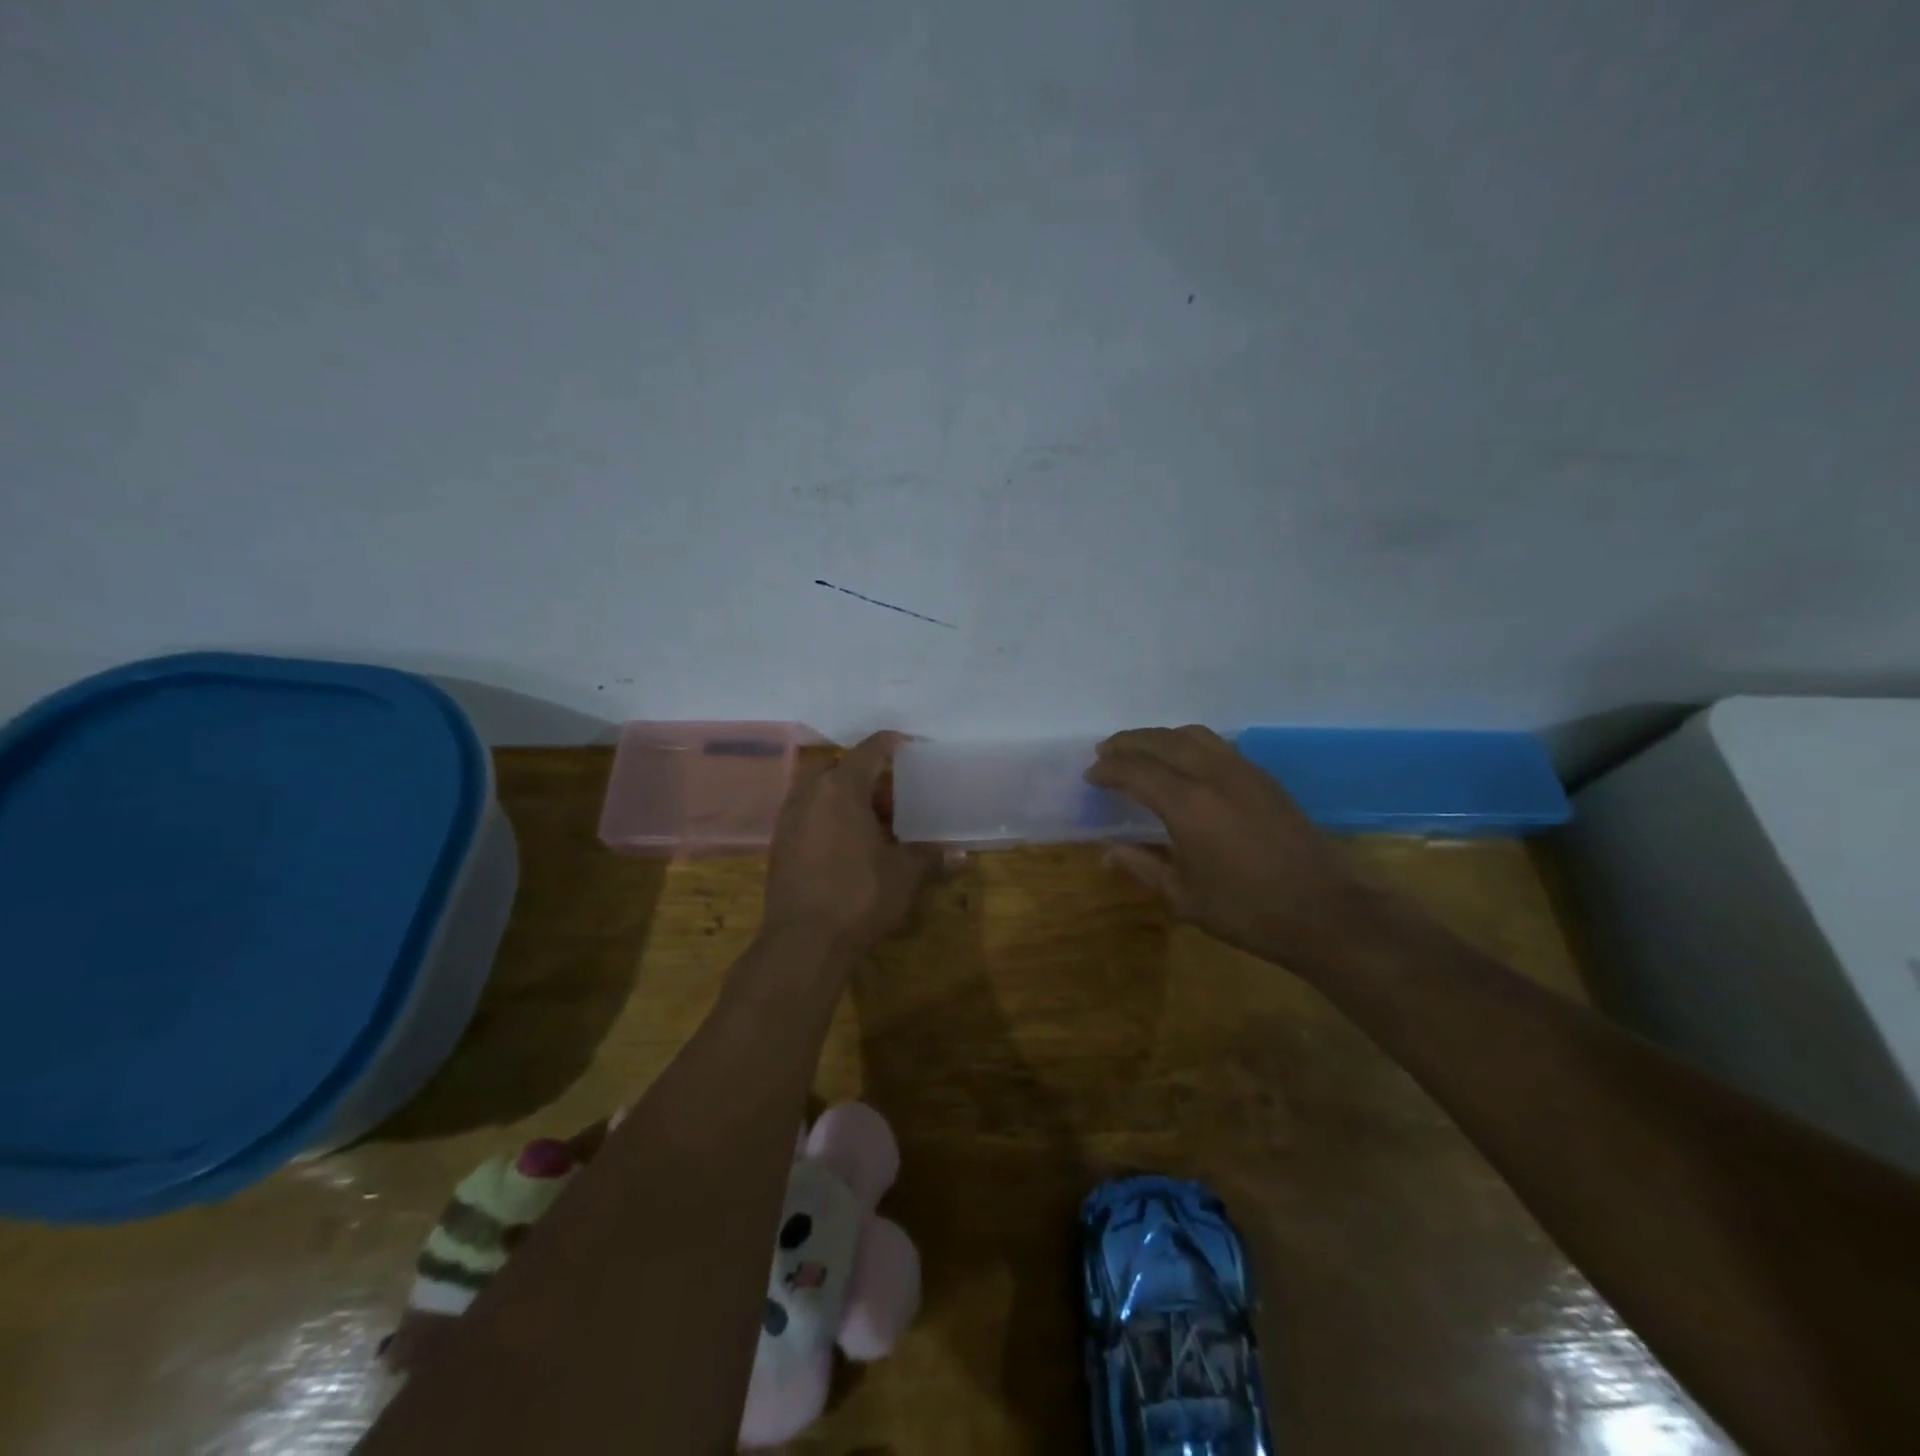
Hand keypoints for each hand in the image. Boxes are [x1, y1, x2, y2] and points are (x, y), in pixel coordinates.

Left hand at [761, 732, 939, 955]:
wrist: (802, 941)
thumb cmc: (858, 896)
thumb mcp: (903, 874)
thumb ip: (929, 856)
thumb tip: (961, 854)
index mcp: (841, 788)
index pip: (869, 750)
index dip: (891, 743)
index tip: (909, 745)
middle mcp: (809, 793)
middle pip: (839, 767)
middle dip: (865, 775)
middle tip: (891, 795)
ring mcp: (789, 818)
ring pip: (819, 791)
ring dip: (844, 797)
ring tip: (871, 821)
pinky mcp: (778, 844)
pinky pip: (807, 814)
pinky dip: (827, 817)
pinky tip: (847, 844)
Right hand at [1086, 726, 1375, 970]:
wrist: (1326, 911)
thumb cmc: (1248, 910)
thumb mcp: (1184, 898)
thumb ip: (1142, 868)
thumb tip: (1108, 853)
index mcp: (1187, 804)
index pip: (1136, 771)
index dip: (1109, 769)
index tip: (1091, 775)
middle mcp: (1213, 775)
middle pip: (1162, 741)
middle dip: (1129, 742)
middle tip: (1106, 752)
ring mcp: (1243, 772)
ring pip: (1193, 735)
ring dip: (1161, 737)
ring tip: (1141, 750)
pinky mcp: (1265, 778)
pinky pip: (1217, 745)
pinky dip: (1189, 743)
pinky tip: (1184, 763)